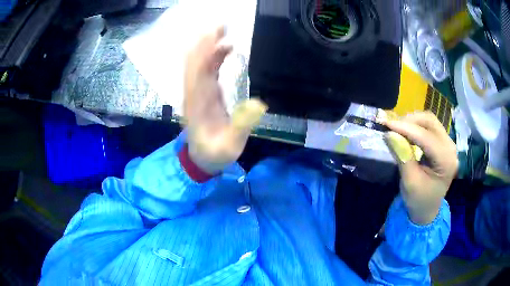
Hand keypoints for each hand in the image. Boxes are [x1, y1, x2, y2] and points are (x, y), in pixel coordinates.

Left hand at [184, 27, 266, 174]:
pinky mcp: (203, 93)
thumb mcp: (230, 146)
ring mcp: (197, 92)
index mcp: (198, 104)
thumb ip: (241, 126)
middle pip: (195, 62)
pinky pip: (206, 70)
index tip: (217, 36)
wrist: (201, 159)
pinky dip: (213, 56)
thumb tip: (258, 103)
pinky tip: (226, 48)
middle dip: (205, 42)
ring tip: (223, 30)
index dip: (206, 52)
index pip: (198, 72)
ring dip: (208, 46)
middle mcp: (194, 94)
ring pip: (198, 63)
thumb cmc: (215, 153)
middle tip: (222, 26)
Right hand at [383, 112, 457, 224]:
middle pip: (430, 122)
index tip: (387, 124)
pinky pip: (429, 126)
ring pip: (429, 121)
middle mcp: (450, 148)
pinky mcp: (443, 143)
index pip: (426, 137)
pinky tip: (406, 131)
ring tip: (397, 128)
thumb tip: (389, 134)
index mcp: (446, 161)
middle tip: (392, 126)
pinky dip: (416, 126)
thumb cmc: (419, 200)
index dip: (406, 128)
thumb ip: (402, 156)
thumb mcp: (409, 182)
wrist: (427, 209)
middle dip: (410, 121)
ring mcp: (448, 144)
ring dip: (412, 121)